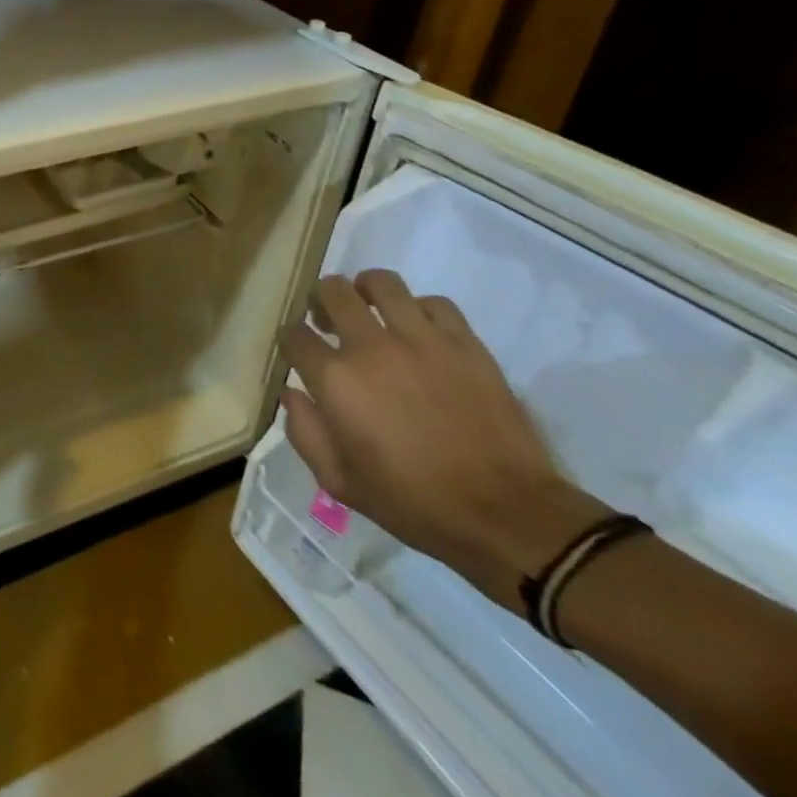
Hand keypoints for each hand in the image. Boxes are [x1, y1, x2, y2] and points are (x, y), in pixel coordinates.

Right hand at [280, 270, 607, 610]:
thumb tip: (291, 393)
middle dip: (321, 301)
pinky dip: (420, 310)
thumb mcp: (339, 481)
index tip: (299, 352)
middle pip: (332, 291)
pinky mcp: (464, 342)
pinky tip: (420, 330)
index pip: (294, 335)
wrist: (505, 514)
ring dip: (366, 291)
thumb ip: (305, 432)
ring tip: (370, 310)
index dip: (291, 340)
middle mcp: (371, 346)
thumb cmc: (413, 503)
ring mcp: (421, 339)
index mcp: (336, 380)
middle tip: (329, 321)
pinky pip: (434, 303)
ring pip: (381, 283)